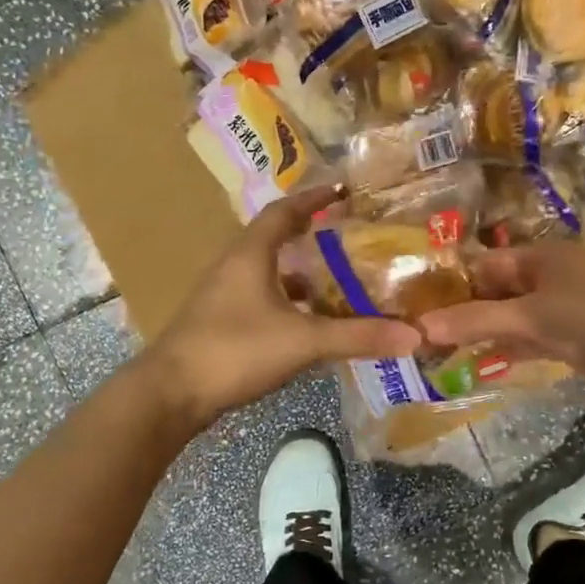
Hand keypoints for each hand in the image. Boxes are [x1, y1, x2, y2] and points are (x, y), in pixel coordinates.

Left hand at [140, 184, 421, 429]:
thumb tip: (414, 335)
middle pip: (274, 238)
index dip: (313, 198)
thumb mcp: (303, 341)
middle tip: (349, 236)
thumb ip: (357, 337)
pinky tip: (308, 323)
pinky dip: (287, 302)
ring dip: (299, 273)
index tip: (343, 190)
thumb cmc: (234, 350)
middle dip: (311, 234)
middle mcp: (233, 266)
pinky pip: (261, 299)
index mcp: (250, 253)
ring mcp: (222, 296)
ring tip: (337, 281)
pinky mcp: (219, 323)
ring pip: (267, 272)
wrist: (170, 393)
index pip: (283, 211)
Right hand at [415, 240, 584, 391]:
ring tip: (438, 353)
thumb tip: (418, 327)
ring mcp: (563, 309)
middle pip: (495, 291)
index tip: (414, 308)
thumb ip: (475, 322)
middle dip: (461, 312)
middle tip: (420, 336)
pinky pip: (529, 340)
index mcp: (542, 255)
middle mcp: (550, 276)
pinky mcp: (574, 339)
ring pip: (510, 318)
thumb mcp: (532, 318)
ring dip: (480, 334)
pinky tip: (477, 365)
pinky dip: (506, 350)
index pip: (483, 264)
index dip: (450, 285)